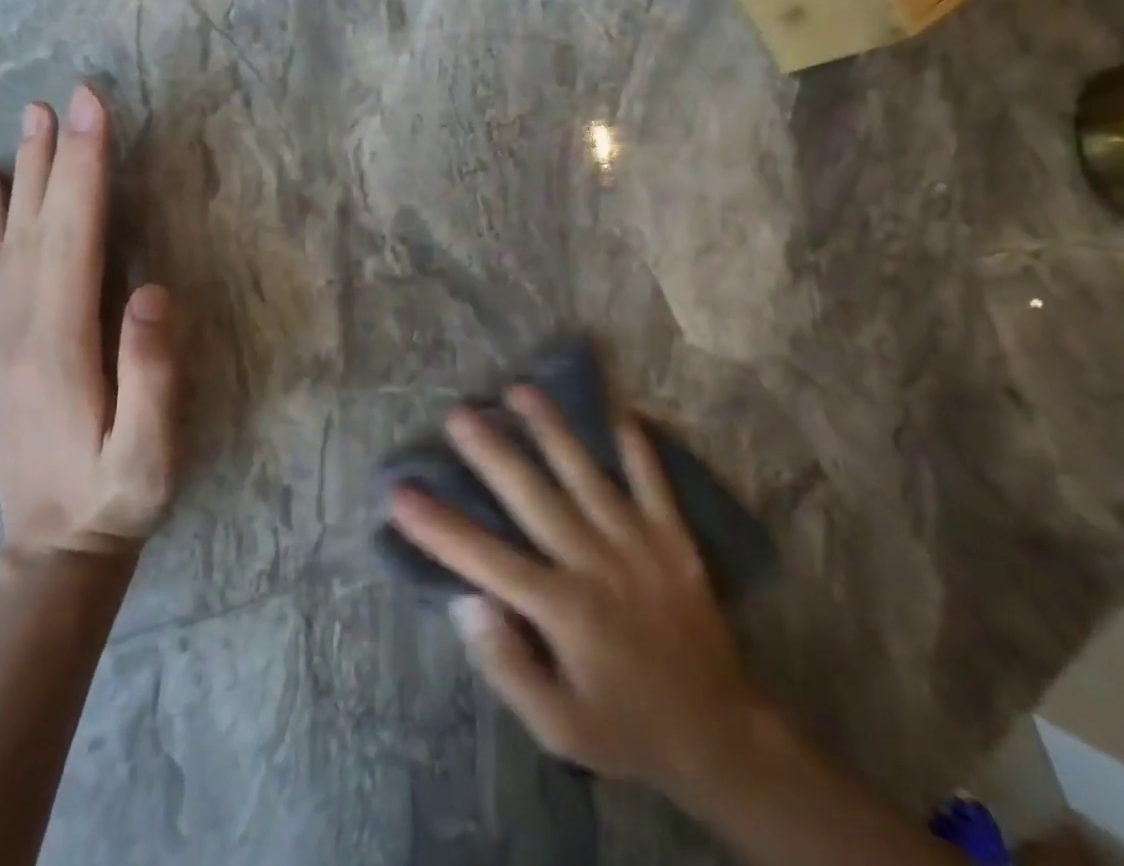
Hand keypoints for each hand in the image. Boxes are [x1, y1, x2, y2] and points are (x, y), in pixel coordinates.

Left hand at [0, 85, 181, 557]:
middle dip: (57, 156)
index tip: (92, 111)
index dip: (87, 171)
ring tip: (28, 121)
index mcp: (58, 346)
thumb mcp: (149, 453)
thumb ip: (152, 376)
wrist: (50, 552)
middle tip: (64, 95)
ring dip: (25, 174)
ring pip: (9, 239)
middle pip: (39, 225)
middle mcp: (16, 330)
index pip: (75, 237)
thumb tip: (152, 292)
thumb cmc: (117, 497)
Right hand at [389, 387, 780, 816]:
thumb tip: (466, 603)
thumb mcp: (558, 728)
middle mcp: (595, 562)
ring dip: (551, 428)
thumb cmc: (627, 728)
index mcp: (563, 609)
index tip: (401, 492)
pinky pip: (652, 478)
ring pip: (585, 473)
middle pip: (533, 496)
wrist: (721, 734)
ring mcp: (637, 541)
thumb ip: (508, 667)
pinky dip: (635, 442)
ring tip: (520, 389)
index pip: (487, 558)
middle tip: (459, 414)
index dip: (439, 525)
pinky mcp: (672, 535)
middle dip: (492, 452)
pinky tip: (616, 408)